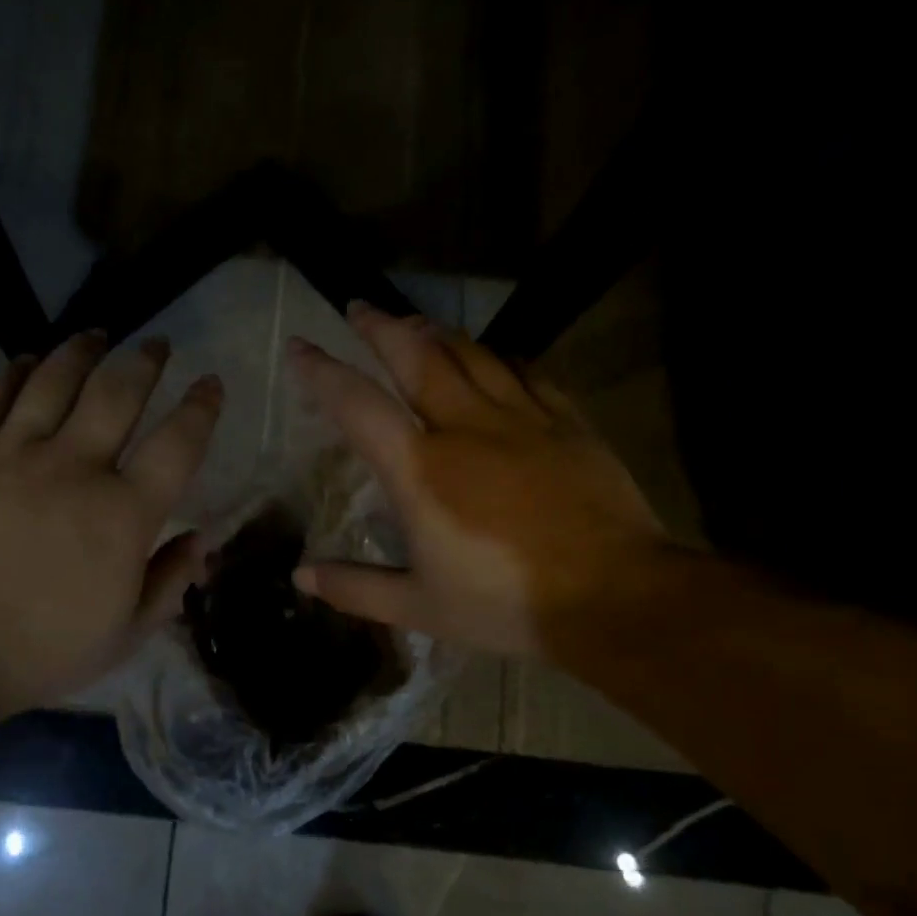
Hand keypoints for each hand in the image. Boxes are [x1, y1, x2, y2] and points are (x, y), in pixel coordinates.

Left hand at [0, 332, 221, 727]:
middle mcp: (74, 468)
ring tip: (97, 335)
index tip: (210, 383)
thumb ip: (169, 582)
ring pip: (55, 381)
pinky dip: (14, 373)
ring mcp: (12, 456)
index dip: (201, 408)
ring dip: (82, 350)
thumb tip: (202, 539)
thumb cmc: (37, 653)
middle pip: (117, 394)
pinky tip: (26, 359)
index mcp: (123, 514)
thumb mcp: (123, 635)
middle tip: (157, 344)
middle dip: (145, 361)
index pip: (177, 444)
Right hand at [288, 303, 668, 654]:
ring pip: (471, 354)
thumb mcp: (420, 607)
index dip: (322, 371)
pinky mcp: (567, 423)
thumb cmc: (507, 605)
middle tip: (360, 308)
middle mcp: (465, 427)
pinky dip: (498, 357)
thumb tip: (300, 578)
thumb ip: (355, 589)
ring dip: (436, 332)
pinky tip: (492, 357)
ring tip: (415, 323)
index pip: (358, 405)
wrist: (616, 598)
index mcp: (421, 470)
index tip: (300, 347)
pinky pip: (525, 372)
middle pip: (417, 355)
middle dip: (382, 327)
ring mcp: (521, 419)